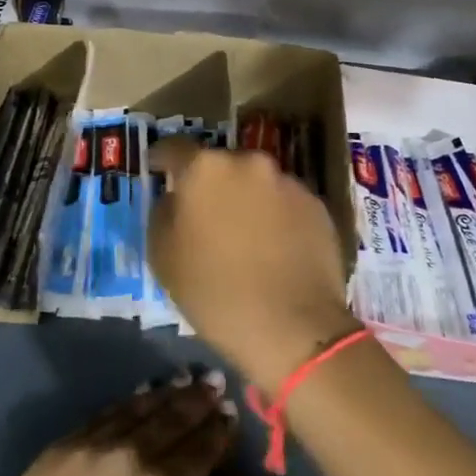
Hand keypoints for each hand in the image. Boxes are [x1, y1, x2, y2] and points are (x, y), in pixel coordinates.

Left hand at [0, 374, 241, 475]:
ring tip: (184, 378)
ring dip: (167, 392)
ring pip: (140, 408)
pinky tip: (142, 393)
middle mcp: (132, 457)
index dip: (219, 429)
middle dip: (198, 399)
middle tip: (214, 380)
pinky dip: (130, 401)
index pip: (201, 449)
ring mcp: (96, 446)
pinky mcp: (65, 444)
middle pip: (173, 418)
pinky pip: (106, 413)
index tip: (230, 411)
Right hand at [147, 141, 358, 389]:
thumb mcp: (163, 257)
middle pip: (221, 165)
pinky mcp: (317, 205)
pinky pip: (285, 204)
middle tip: (206, 216)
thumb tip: (175, 199)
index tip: (158, 169)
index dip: (163, 159)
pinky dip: (276, 217)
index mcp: (205, 169)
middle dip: (211, 185)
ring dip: (247, 200)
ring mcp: (288, 182)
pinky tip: (275, 250)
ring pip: (257, 183)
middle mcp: (249, 162)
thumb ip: (163, 214)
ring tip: (245, 238)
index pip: (175, 148)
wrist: (292, 327)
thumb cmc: (214, 292)